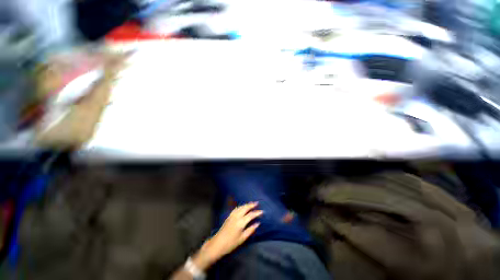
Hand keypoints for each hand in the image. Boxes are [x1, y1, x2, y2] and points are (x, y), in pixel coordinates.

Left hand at [192, 202, 262, 269]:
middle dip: (251, 205)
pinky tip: (242, 207)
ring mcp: (232, 215)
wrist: (217, 244)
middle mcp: (236, 216)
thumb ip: (250, 230)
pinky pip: (236, 208)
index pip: (251, 215)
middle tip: (257, 203)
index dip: (257, 213)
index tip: (262, 211)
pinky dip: (241, 206)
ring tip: (251, 203)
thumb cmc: (231, 243)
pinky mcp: (229, 216)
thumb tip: (257, 223)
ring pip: (240, 207)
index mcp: (241, 222)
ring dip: (246, 204)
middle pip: (245, 208)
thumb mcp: (242, 238)